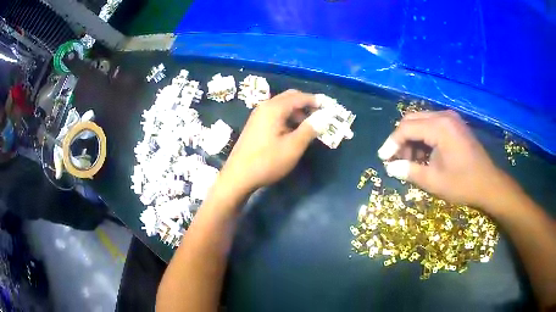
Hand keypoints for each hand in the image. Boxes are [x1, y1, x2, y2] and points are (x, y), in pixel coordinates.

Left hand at [217, 90, 317, 194]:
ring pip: (282, 106)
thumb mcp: (293, 146)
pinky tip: (292, 131)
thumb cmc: (267, 161)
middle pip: (289, 97)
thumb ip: (310, 129)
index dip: (316, 101)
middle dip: (306, 104)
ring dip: (297, 112)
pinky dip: (287, 118)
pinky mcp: (255, 125)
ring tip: (309, 126)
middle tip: (320, 116)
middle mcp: (265, 107)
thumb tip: (324, 116)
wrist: (238, 176)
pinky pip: (275, 114)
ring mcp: (258, 115)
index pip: (300, 97)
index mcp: (274, 108)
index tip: (329, 108)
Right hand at [377, 110, 514, 210]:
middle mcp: (444, 116)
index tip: (383, 158)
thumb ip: (409, 171)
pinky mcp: (455, 125)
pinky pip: (432, 125)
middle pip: (412, 120)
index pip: (406, 128)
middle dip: (400, 139)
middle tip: (395, 159)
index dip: (392, 143)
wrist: (488, 184)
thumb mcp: (434, 181)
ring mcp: (451, 119)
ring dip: (412, 139)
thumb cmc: (462, 184)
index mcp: (439, 127)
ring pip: (421, 122)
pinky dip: (423, 138)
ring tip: (410, 160)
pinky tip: (423, 155)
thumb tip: (390, 168)